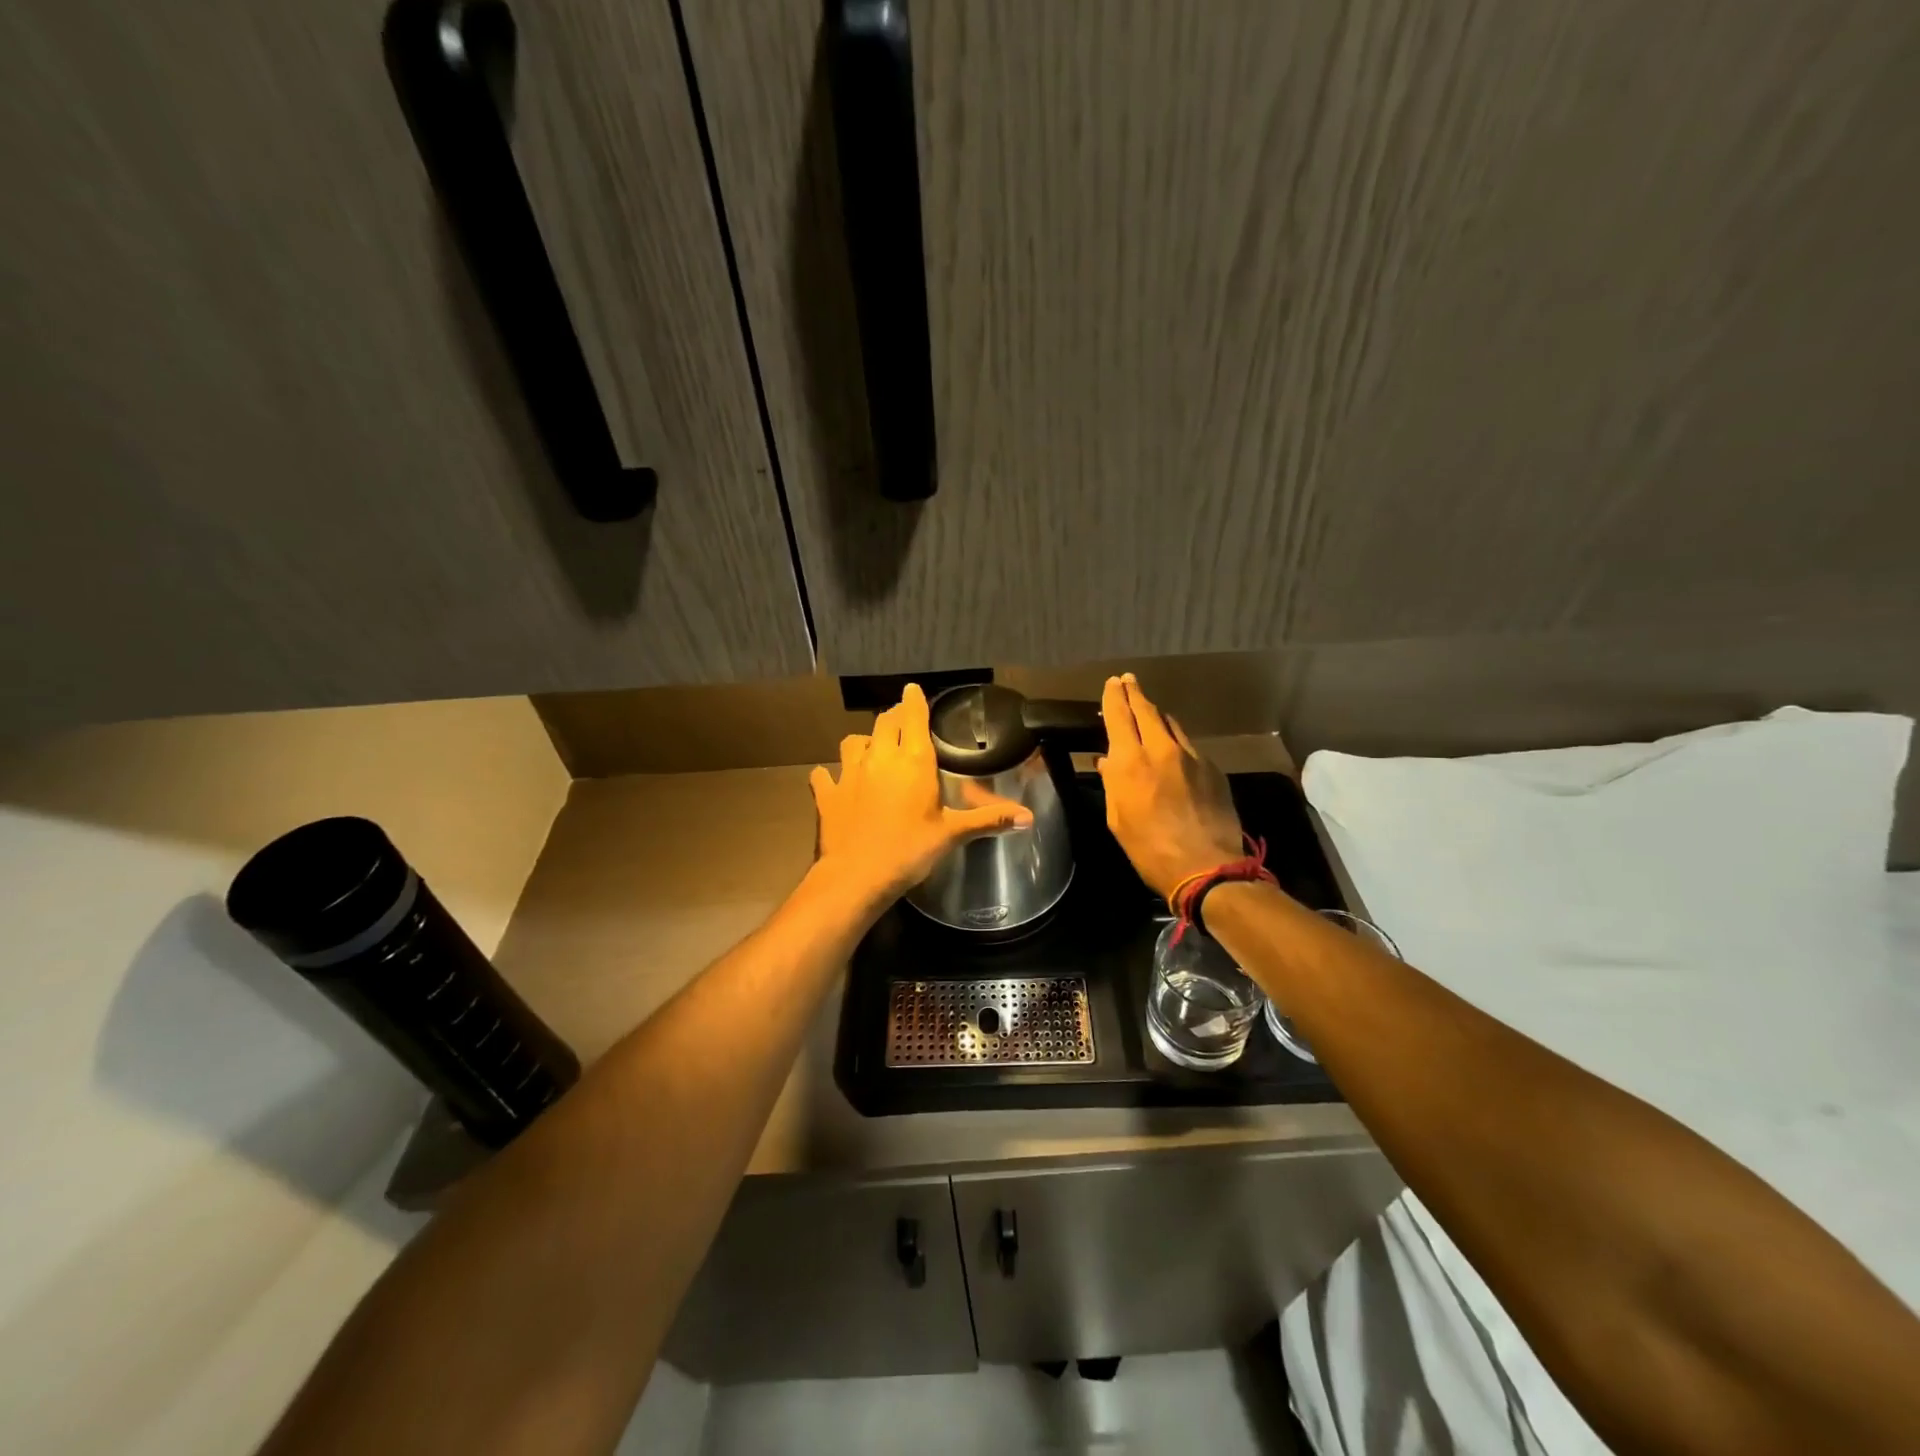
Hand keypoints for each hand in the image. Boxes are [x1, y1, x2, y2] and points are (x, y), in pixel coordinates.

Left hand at [810, 683, 1033, 904]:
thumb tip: (1028, 817)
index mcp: (912, 760)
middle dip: (894, 718)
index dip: (914, 701)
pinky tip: (833, 780)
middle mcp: (879, 757)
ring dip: (864, 741)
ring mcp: (849, 773)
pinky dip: (830, 775)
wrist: (856, 876)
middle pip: (884, 722)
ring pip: (853, 741)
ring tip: (871, 749)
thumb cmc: (909, 850)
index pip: (912, 716)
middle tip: (902, 722)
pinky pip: (824, 775)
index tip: (913, 690)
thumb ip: (988, 819)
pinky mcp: (828, 793)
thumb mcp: (952, 834)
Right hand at [1096, 673, 1244, 900]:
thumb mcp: (1118, 819)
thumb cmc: (1149, 849)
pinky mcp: (1213, 769)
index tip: (1112, 682)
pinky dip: (1175, 741)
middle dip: (1135, 694)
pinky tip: (1173, 750)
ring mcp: (1191, 757)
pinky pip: (1188, 746)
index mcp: (1131, 762)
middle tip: (1128, 681)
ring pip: (1171, 724)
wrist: (1207, 867)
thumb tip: (1108, 762)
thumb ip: (1113, 784)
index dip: (1114, 697)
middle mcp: (1161, 750)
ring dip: (1157, 715)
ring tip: (1149, 712)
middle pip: (1147, 711)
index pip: (1119, 716)